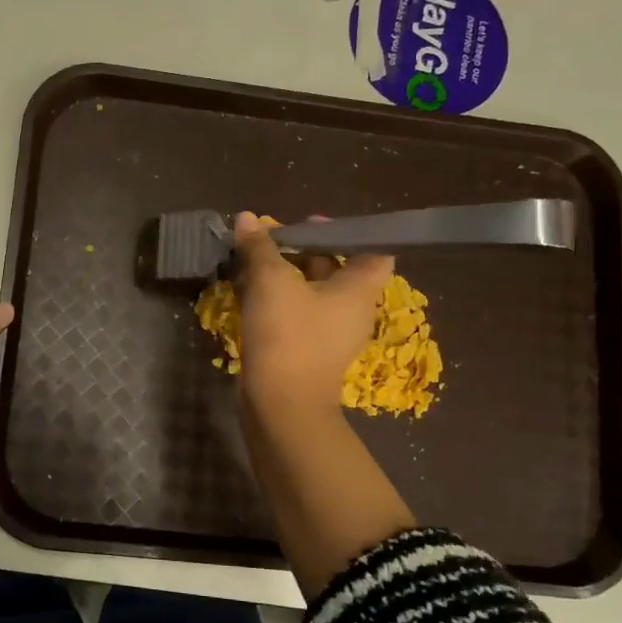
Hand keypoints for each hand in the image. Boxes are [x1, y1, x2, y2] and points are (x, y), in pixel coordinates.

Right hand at [232, 211, 391, 420]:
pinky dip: (278, 301)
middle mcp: (352, 311)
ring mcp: (330, 335)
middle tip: (272, 239)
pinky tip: (248, 292)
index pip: (374, 251)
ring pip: (312, 293)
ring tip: (254, 261)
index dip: (347, 233)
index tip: (312, 224)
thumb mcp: (271, 281)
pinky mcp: (307, 352)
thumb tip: (247, 218)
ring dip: (286, 276)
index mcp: (359, 290)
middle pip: (336, 269)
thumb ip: (260, 247)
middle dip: (304, 251)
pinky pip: (297, 315)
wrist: (280, 405)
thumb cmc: (288, 334)